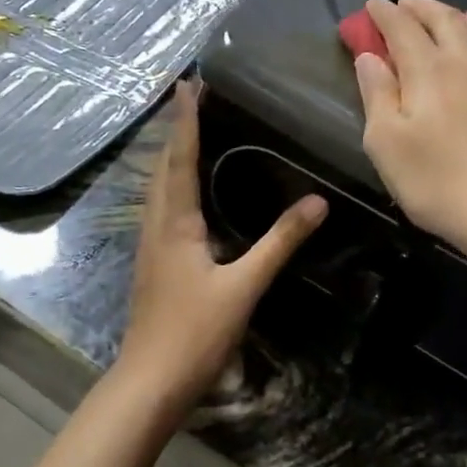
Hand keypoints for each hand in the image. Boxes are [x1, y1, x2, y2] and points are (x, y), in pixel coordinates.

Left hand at [116, 80, 326, 413]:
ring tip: (189, 132)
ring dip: (171, 155)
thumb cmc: (194, 333)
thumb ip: (279, 243)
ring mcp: (150, 245)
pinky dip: (172, 183)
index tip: (187, 84)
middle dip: (176, 130)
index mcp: (174, 222)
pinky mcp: (154, 263)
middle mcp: (156, 225)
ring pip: (158, 187)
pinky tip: (186, 193)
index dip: (185, 120)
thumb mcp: (243, 287)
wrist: (149, 382)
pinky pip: (161, 207)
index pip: (180, 158)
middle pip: (162, 166)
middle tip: (191, 98)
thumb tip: (316, 203)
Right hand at [353, 0, 466, 261]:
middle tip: (407, 5)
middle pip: (448, 21)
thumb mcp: (386, 144)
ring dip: (462, 24)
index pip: (403, 28)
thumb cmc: (439, 183)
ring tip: (451, 23)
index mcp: (431, 70)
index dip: (385, 13)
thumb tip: (370, 57)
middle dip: (423, 7)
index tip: (372, 4)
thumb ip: (376, 94)